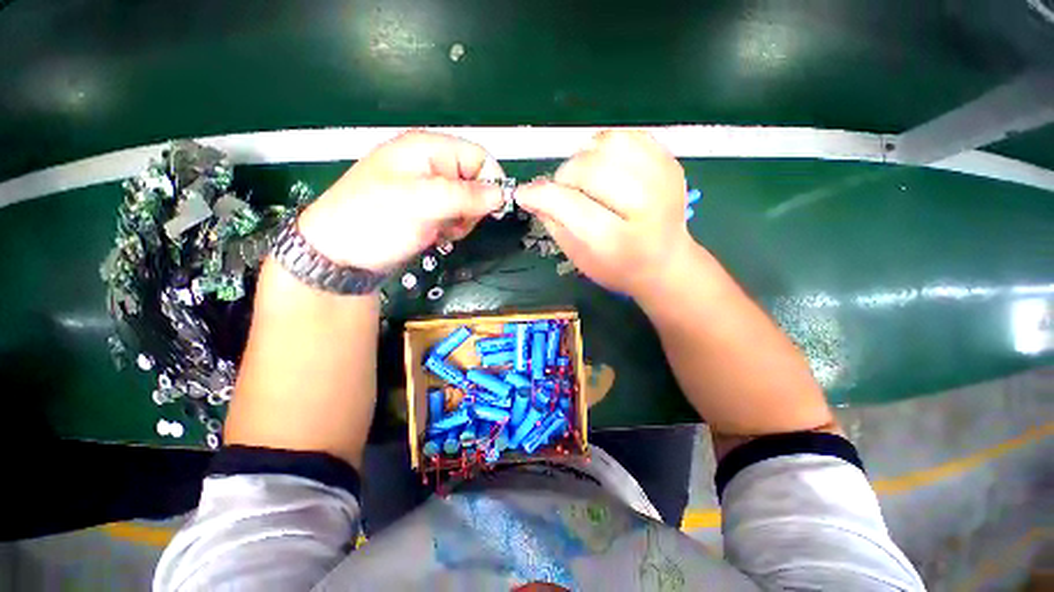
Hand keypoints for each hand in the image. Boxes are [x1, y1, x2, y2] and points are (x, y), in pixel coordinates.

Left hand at [297, 130, 504, 271]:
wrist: (341, 256)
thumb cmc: (374, 221)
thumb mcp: (420, 203)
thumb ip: (464, 196)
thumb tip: (501, 195)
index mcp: (428, 149)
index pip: (479, 157)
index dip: (491, 182)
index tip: (490, 210)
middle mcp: (432, 165)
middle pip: (477, 181)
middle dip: (474, 206)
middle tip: (455, 221)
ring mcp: (430, 190)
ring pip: (470, 203)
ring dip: (463, 220)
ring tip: (442, 230)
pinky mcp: (429, 211)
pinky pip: (457, 216)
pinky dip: (454, 228)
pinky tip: (438, 235)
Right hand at [515, 129, 692, 298]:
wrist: (666, 262)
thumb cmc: (617, 267)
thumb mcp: (579, 257)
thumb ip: (553, 223)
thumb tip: (530, 194)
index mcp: (617, 240)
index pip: (569, 204)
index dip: (540, 194)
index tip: (524, 194)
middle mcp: (643, 206)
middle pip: (589, 168)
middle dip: (564, 177)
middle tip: (564, 192)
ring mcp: (662, 179)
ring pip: (608, 143)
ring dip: (585, 157)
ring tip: (586, 178)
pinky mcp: (669, 162)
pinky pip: (628, 135)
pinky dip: (607, 146)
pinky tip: (606, 166)